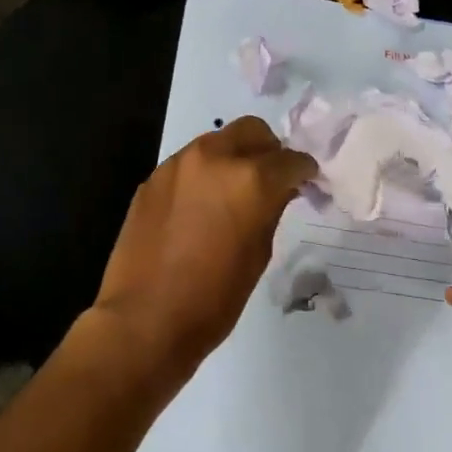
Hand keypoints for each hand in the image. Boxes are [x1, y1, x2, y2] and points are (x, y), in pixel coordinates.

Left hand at [91, 117, 316, 383]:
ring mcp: (178, 165)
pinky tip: (201, 206)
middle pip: (252, 131)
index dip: (304, 171)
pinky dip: (204, 174)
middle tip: (272, 179)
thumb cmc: (213, 299)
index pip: (291, 159)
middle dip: (268, 150)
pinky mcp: (152, 179)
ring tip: (234, 191)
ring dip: (234, 157)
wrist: (144, 320)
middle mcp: (214, 158)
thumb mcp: (259, 255)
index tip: (307, 182)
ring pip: (217, 141)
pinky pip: (189, 163)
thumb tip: (278, 191)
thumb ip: (271, 210)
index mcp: (251, 179)